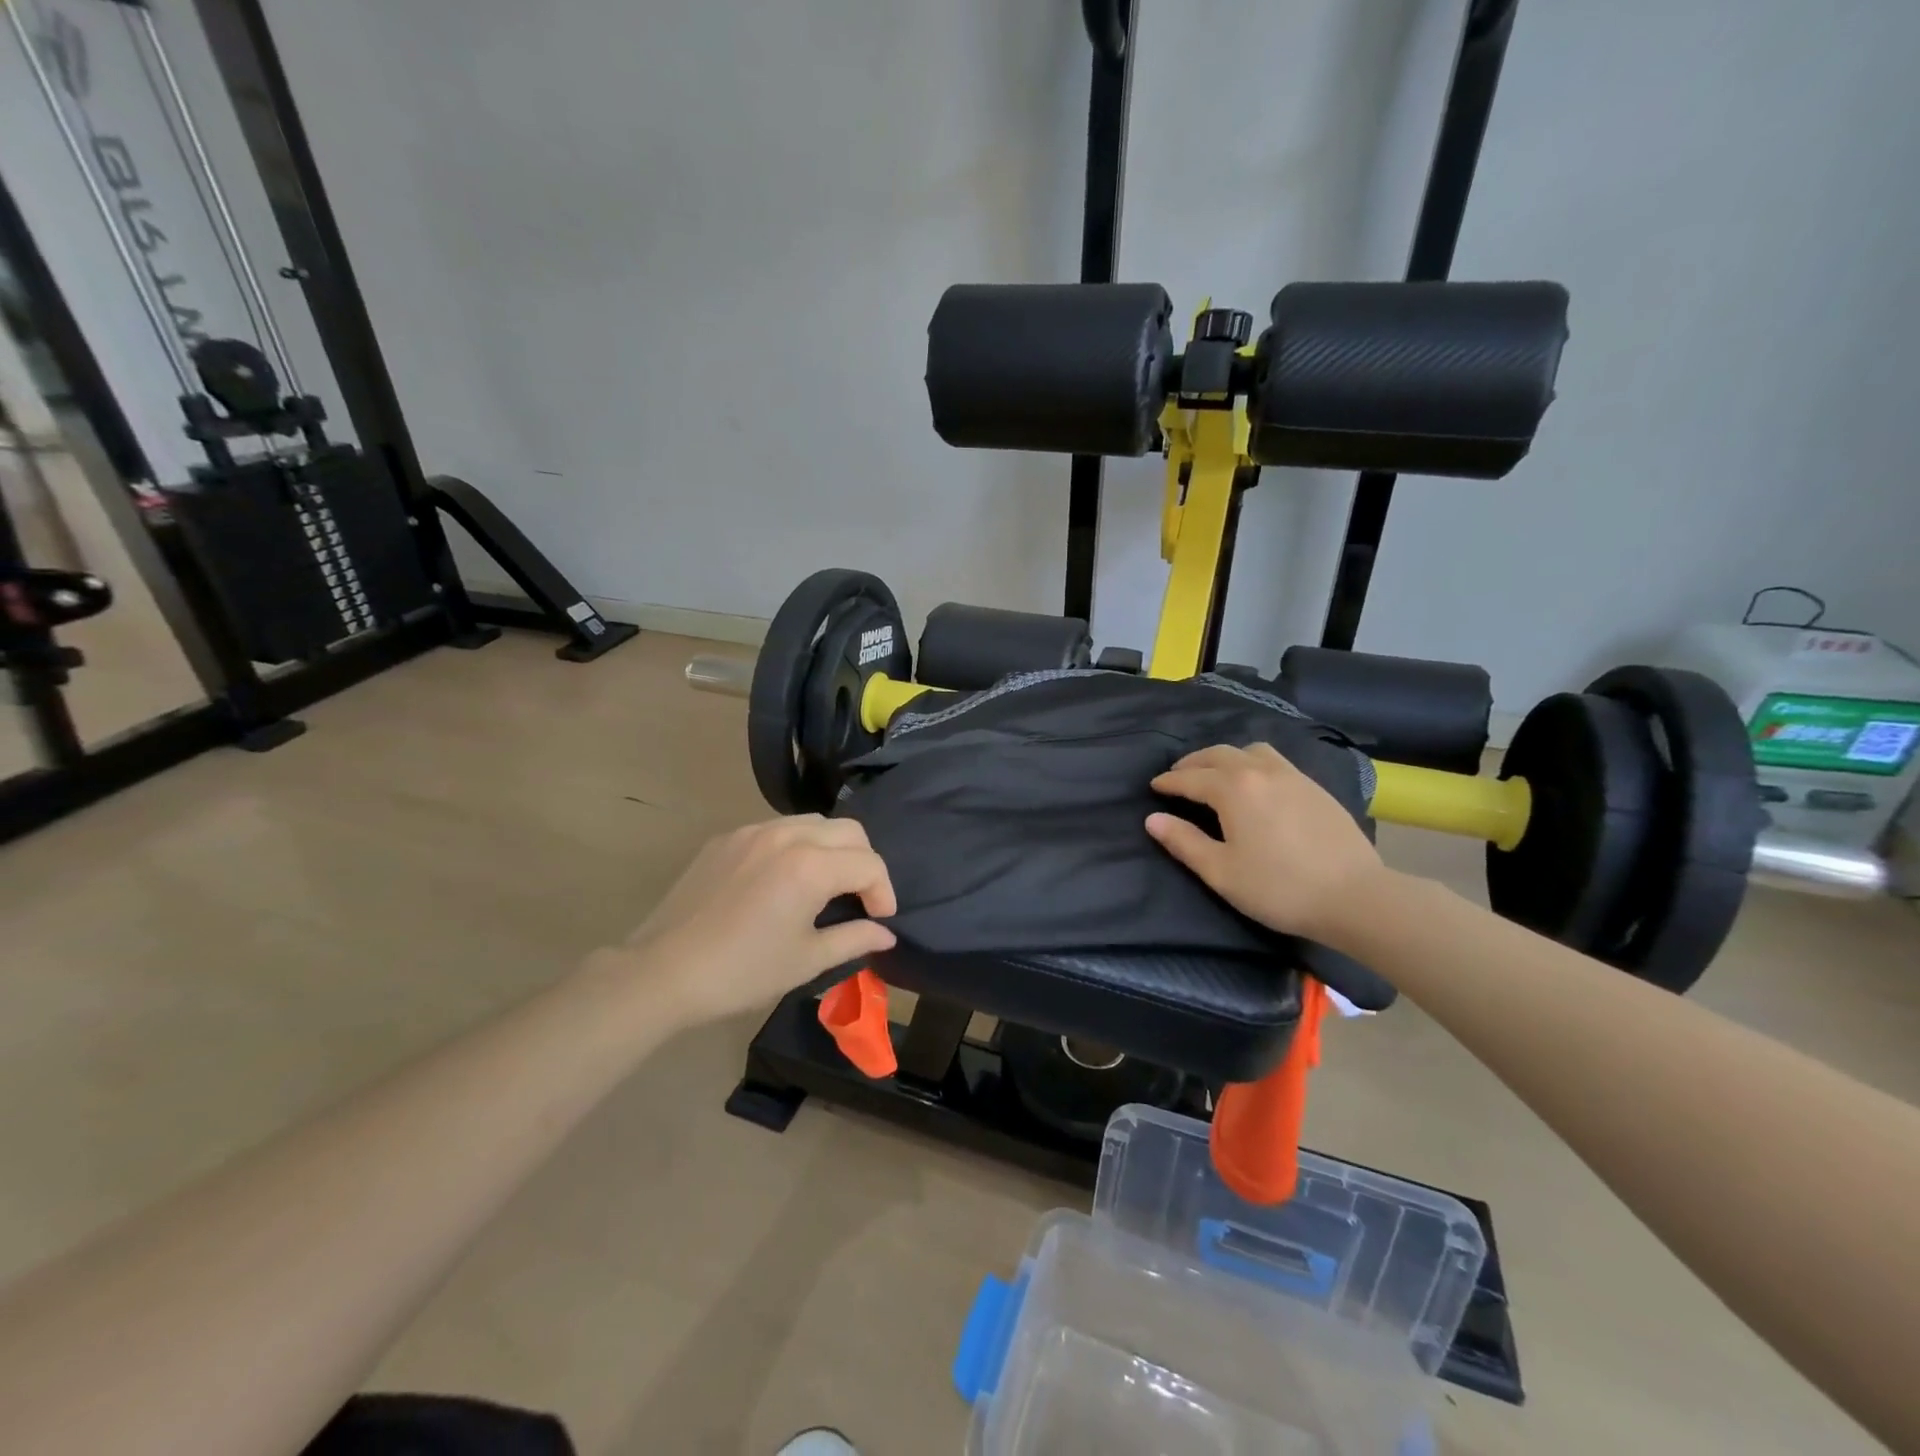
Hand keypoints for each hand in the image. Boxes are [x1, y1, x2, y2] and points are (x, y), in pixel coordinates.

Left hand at [613, 816, 896, 1026]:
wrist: (662, 971)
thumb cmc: (742, 971)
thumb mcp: (806, 961)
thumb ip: (854, 939)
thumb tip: (886, 934)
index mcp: (810, 866)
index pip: (869, 864)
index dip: (884, 892)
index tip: (880, 920)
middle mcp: (786, 836)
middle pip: (848, 831)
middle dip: (864, 862)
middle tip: (860, 899)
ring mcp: (753, 831)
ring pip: (813, 823)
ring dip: (832, 848)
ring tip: (826, 885)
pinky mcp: (727, 838)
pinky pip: (777, 829)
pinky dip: (797, 846)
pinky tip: (784, 880)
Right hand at [1146, 742, 1386, 945]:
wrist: (1355, 896)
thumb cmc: (1278, 887)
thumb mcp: (1221, 872)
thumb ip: (1184, 842)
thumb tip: (1153, 819)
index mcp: (1233, 788)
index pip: (1190, 778)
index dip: (1169, 782)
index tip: (1154, 787)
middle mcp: (1260, 771)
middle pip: (1219, 755)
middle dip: (1193, 763)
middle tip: (1179, 776)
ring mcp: (1292, 776)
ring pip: (1251, 751)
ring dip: (1226, 757)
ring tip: (1218, 774)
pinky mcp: (1315, 787)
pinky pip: (1275, 761)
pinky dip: (1254, 763)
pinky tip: (1257, 784)